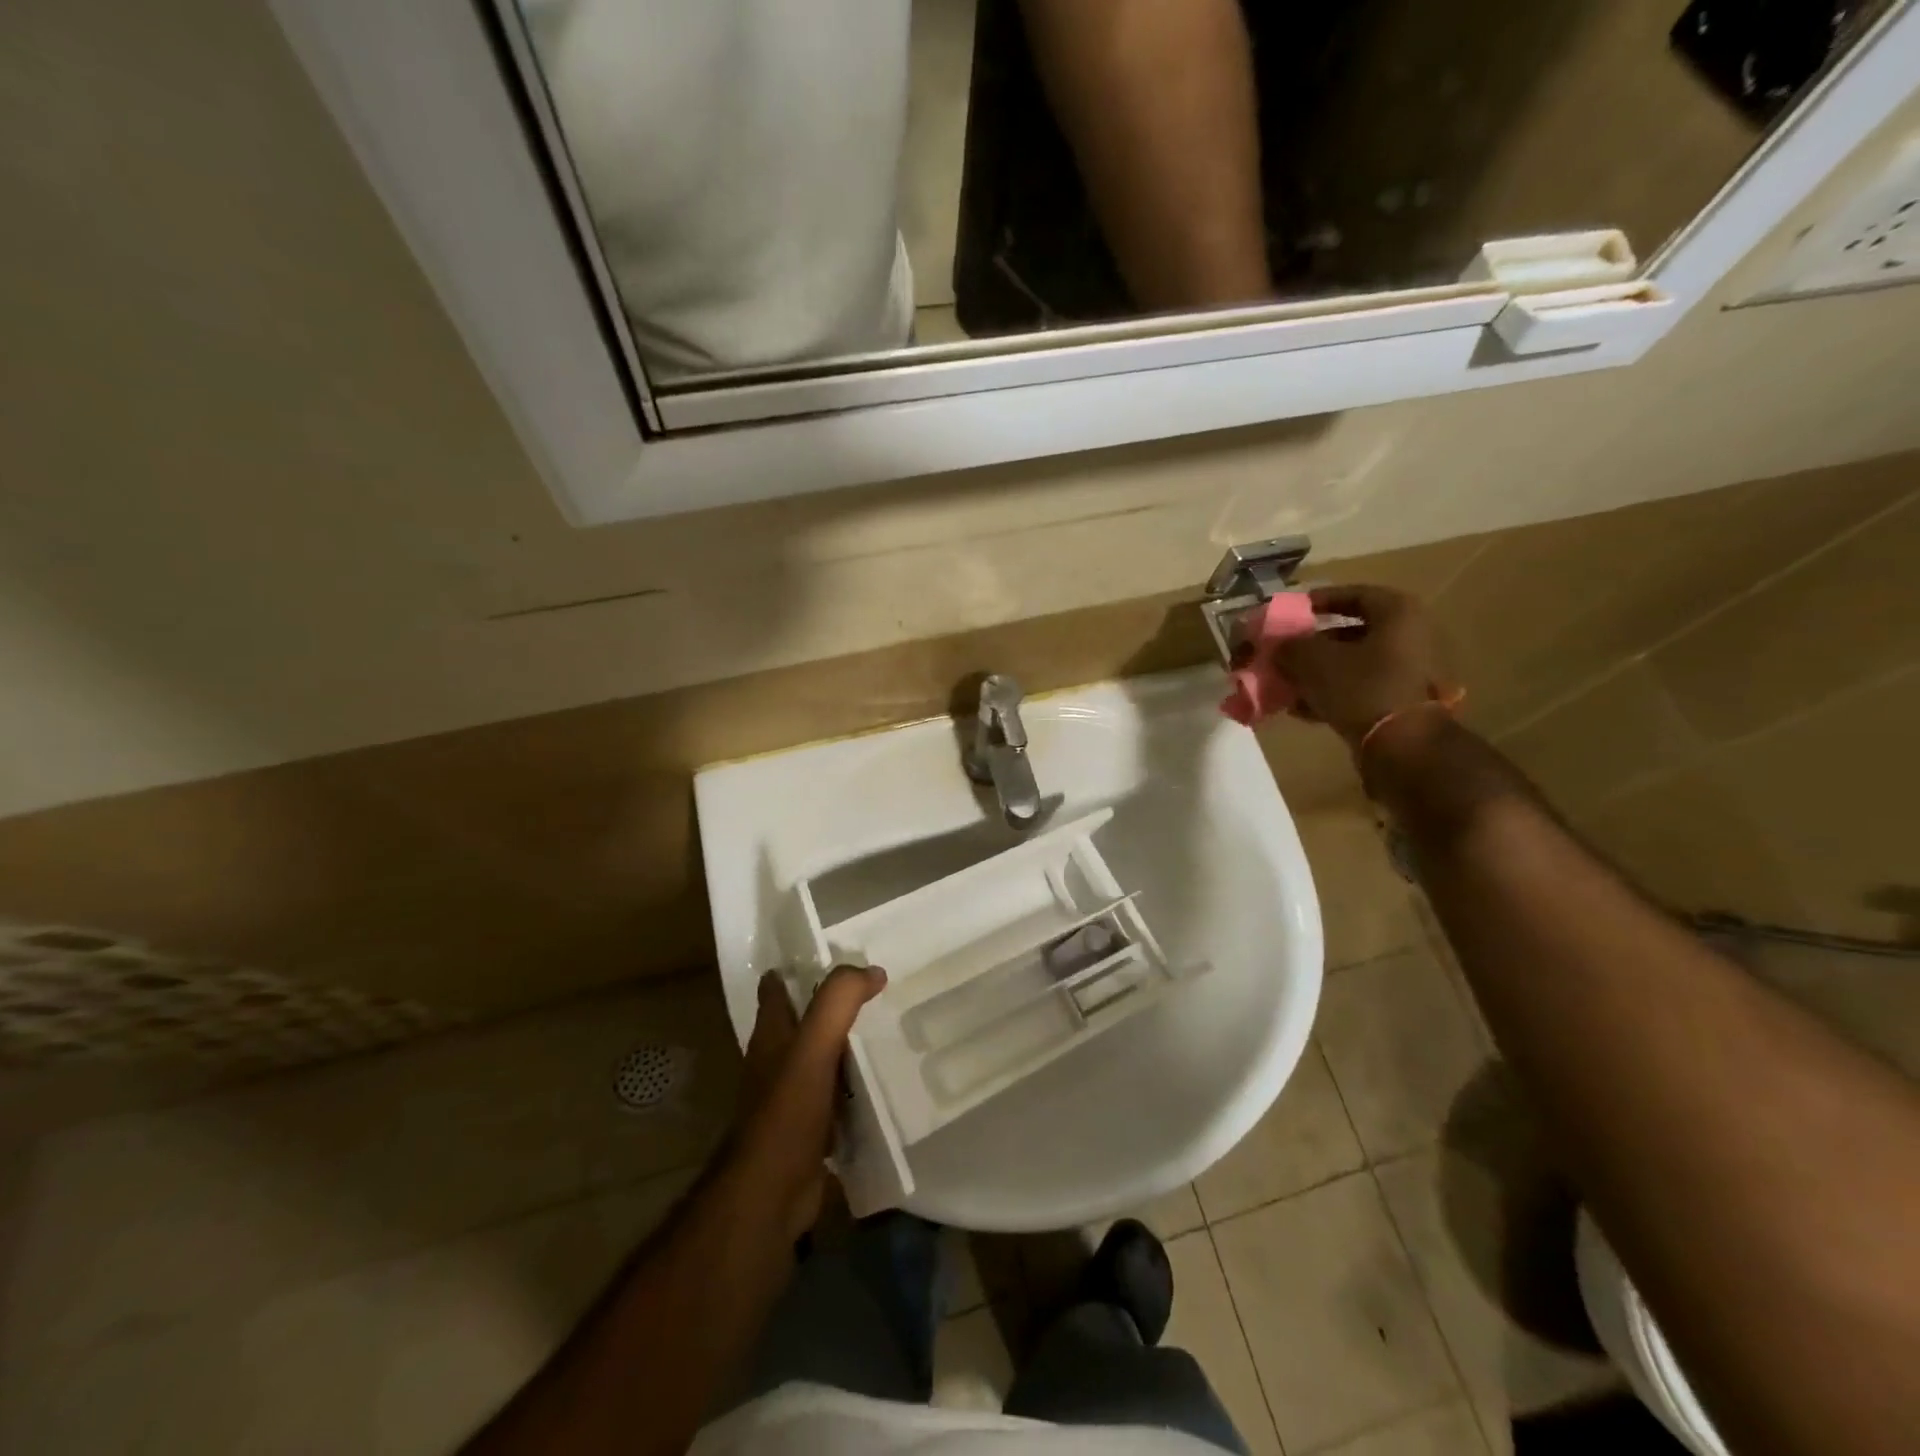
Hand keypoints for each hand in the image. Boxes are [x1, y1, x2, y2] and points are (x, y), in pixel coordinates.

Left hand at [731, 965, 886, 1240]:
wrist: (770, 1195)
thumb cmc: (786, 1112)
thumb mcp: (814, 1045)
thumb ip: (839, 1001)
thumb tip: (872, 970)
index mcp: (771, 1035)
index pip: (776, 987)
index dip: (799, 966)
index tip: (835, 953)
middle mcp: (776, 1061)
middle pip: (803, 1021)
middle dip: (832, 1005)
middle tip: (876, 991)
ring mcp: (790, 1097)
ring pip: (822, 1058)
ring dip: (847, 1046)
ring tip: (888, 1032)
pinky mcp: (808, 1129)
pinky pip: (836, 1097)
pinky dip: (855, 1087)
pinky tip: (883, 1085)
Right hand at [1274, 585, 1455, 745]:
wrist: (1402, 744)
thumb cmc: (1361, 687)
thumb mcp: (1313, 660)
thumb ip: (1289, 646)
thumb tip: (1276, 646)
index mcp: (1396, 613)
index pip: (1352, 594)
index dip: (1317, 601)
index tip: (1290, 614)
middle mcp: (1407, 636)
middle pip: (1348, 633)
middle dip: (1310, 644)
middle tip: (1282, 652)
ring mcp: (1406, 671)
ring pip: (1350, 664)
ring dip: (1315, 672)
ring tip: (1284, 683)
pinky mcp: (1397, 701)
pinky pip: (1356, 689)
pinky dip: (1329, 694)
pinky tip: (1299, 708)